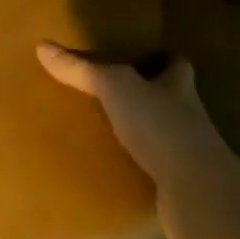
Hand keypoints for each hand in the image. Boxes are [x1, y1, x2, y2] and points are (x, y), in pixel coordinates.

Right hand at [36, 43, 239, 238]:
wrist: (197, 192)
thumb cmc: (161, 126)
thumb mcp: (116, 88)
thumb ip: (82, 69)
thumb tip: (43, 46)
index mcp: (177, 85)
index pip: (175, 63)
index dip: (161, 58)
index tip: (139, 55)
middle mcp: (188, 114)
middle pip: (169, 97)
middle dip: (147, 95)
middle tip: (112, 94)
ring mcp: (187, 152)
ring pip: (162, 134)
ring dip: (141, 133)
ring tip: (105, 132)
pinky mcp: (180, 184)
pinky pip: (155, 169)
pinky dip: (138, 168)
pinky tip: (113, 171)